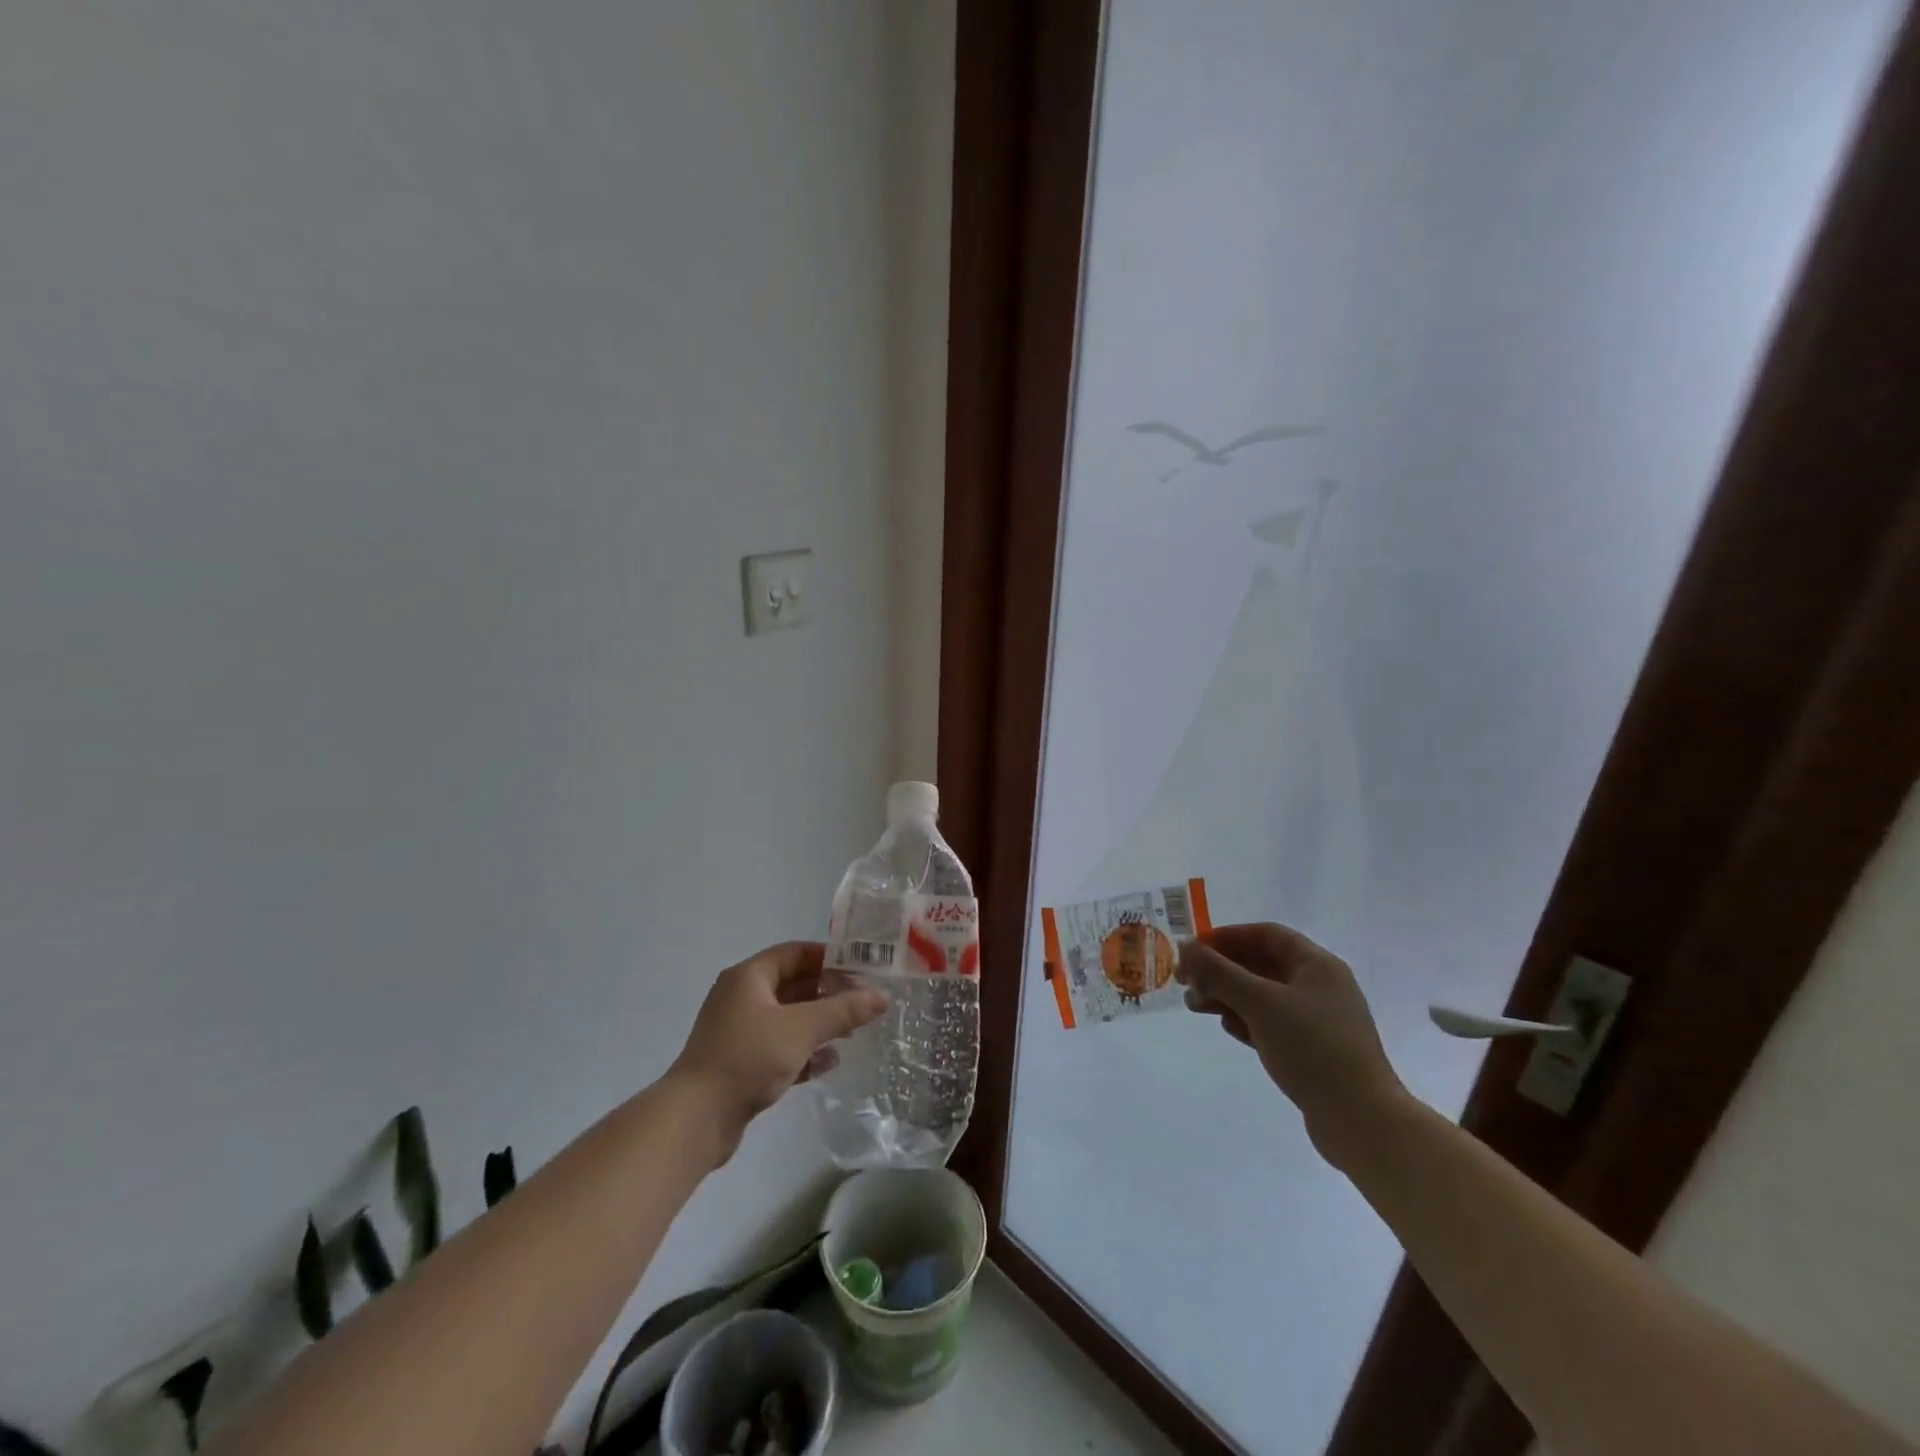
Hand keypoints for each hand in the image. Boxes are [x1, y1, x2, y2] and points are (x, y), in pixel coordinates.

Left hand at [669, 942, 888, 1140]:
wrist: (695, 1119)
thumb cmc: (748, 1058)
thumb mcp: (801, 1029)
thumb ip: (843, 1010)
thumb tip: (882, 996)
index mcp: (749, 977)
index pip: (795, 952)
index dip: (829, 957)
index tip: (862, 969)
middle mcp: (741, 998)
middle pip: (793, 985)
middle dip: (829, 993)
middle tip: (863, 1003)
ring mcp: (739, 1032)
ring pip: (788, 1018)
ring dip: (819, 1023)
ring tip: (852, 1033)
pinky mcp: (740, 1063)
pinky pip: (779, 1047)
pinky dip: (803, 1050)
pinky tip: (828, 1063)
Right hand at [1177, 922, 1408, 1166]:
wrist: (1361, 1120)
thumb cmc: (1312, 1048)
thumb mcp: (1260, 1003)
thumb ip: (1218, 972)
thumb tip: (1185, 946)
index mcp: (1317, 965)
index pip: (1266, 934)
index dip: (1227, 936)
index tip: (1194, 950)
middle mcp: (1320, 986)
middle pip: (1261, 964)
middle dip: (1220, 970)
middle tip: (1185, 981)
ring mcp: (1318, 1020)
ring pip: (1263, 996)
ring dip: (1227, 995)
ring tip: (1195, 1006)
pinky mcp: (1313, 1050)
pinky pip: (1271, 1023)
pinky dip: (1246, 1020)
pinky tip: (1228, 1029)